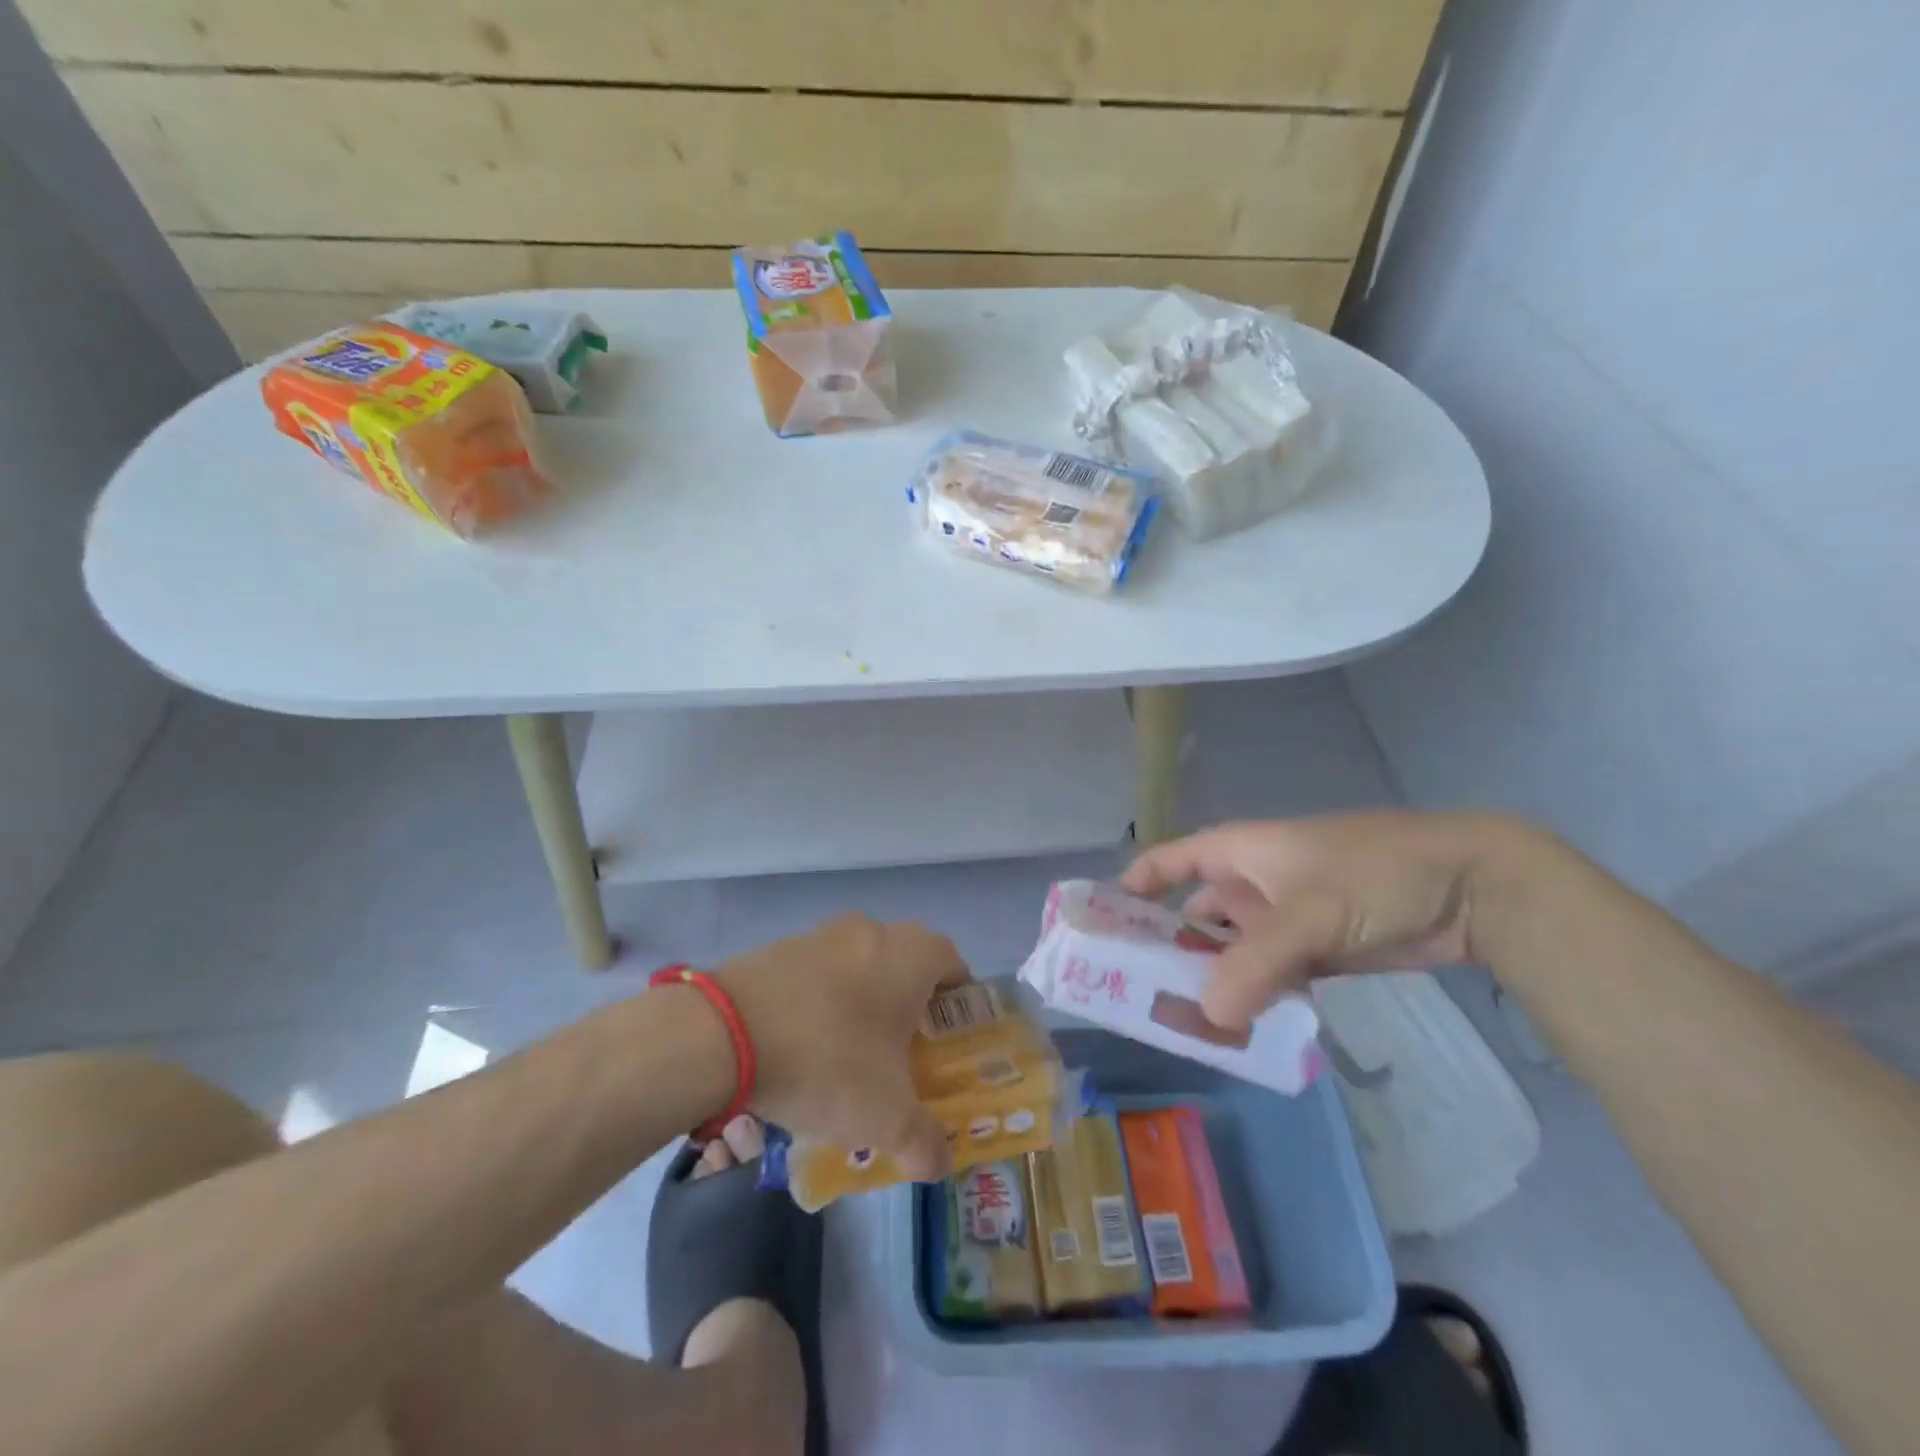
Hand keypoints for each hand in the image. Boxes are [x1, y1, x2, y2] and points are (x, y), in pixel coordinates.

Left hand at [714, 914, 967, 1181]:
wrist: (725, 1032)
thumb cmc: (828, 1061)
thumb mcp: (886, 1117)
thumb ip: (924, 1142)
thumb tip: (940, 1163)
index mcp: (913, 955)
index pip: (955, 968)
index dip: (957, 1008)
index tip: (945, 1048)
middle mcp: (874, 931)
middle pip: (907, 967)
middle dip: (909, 1010)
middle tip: (901, 1059)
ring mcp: (825, 933)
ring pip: (862, 968)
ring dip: (863, 1005)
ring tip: (849, 1060)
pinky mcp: (782, 946)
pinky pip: (820, 974)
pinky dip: (823, 1002)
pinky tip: (804, 1047)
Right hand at [1121, 812, 1519, 1029]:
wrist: (1472, 887)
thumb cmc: (1375, 874)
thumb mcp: (1311, 912)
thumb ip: (1257, 963)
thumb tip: (1208, 1016)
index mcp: (1239, 852)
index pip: (1170, 862)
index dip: (1135, 887)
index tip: (1105, 925)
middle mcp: (1252, 883)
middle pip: (1195, 915)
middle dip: (1169, 950)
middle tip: (1138, 996)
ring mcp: (1285, 918)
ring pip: (1233, 951)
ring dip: (1213, 981)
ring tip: (1183, 1023)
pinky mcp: (1316, 950)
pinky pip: (1269, 975)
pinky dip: (1253, 996)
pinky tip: (1238, 1029)